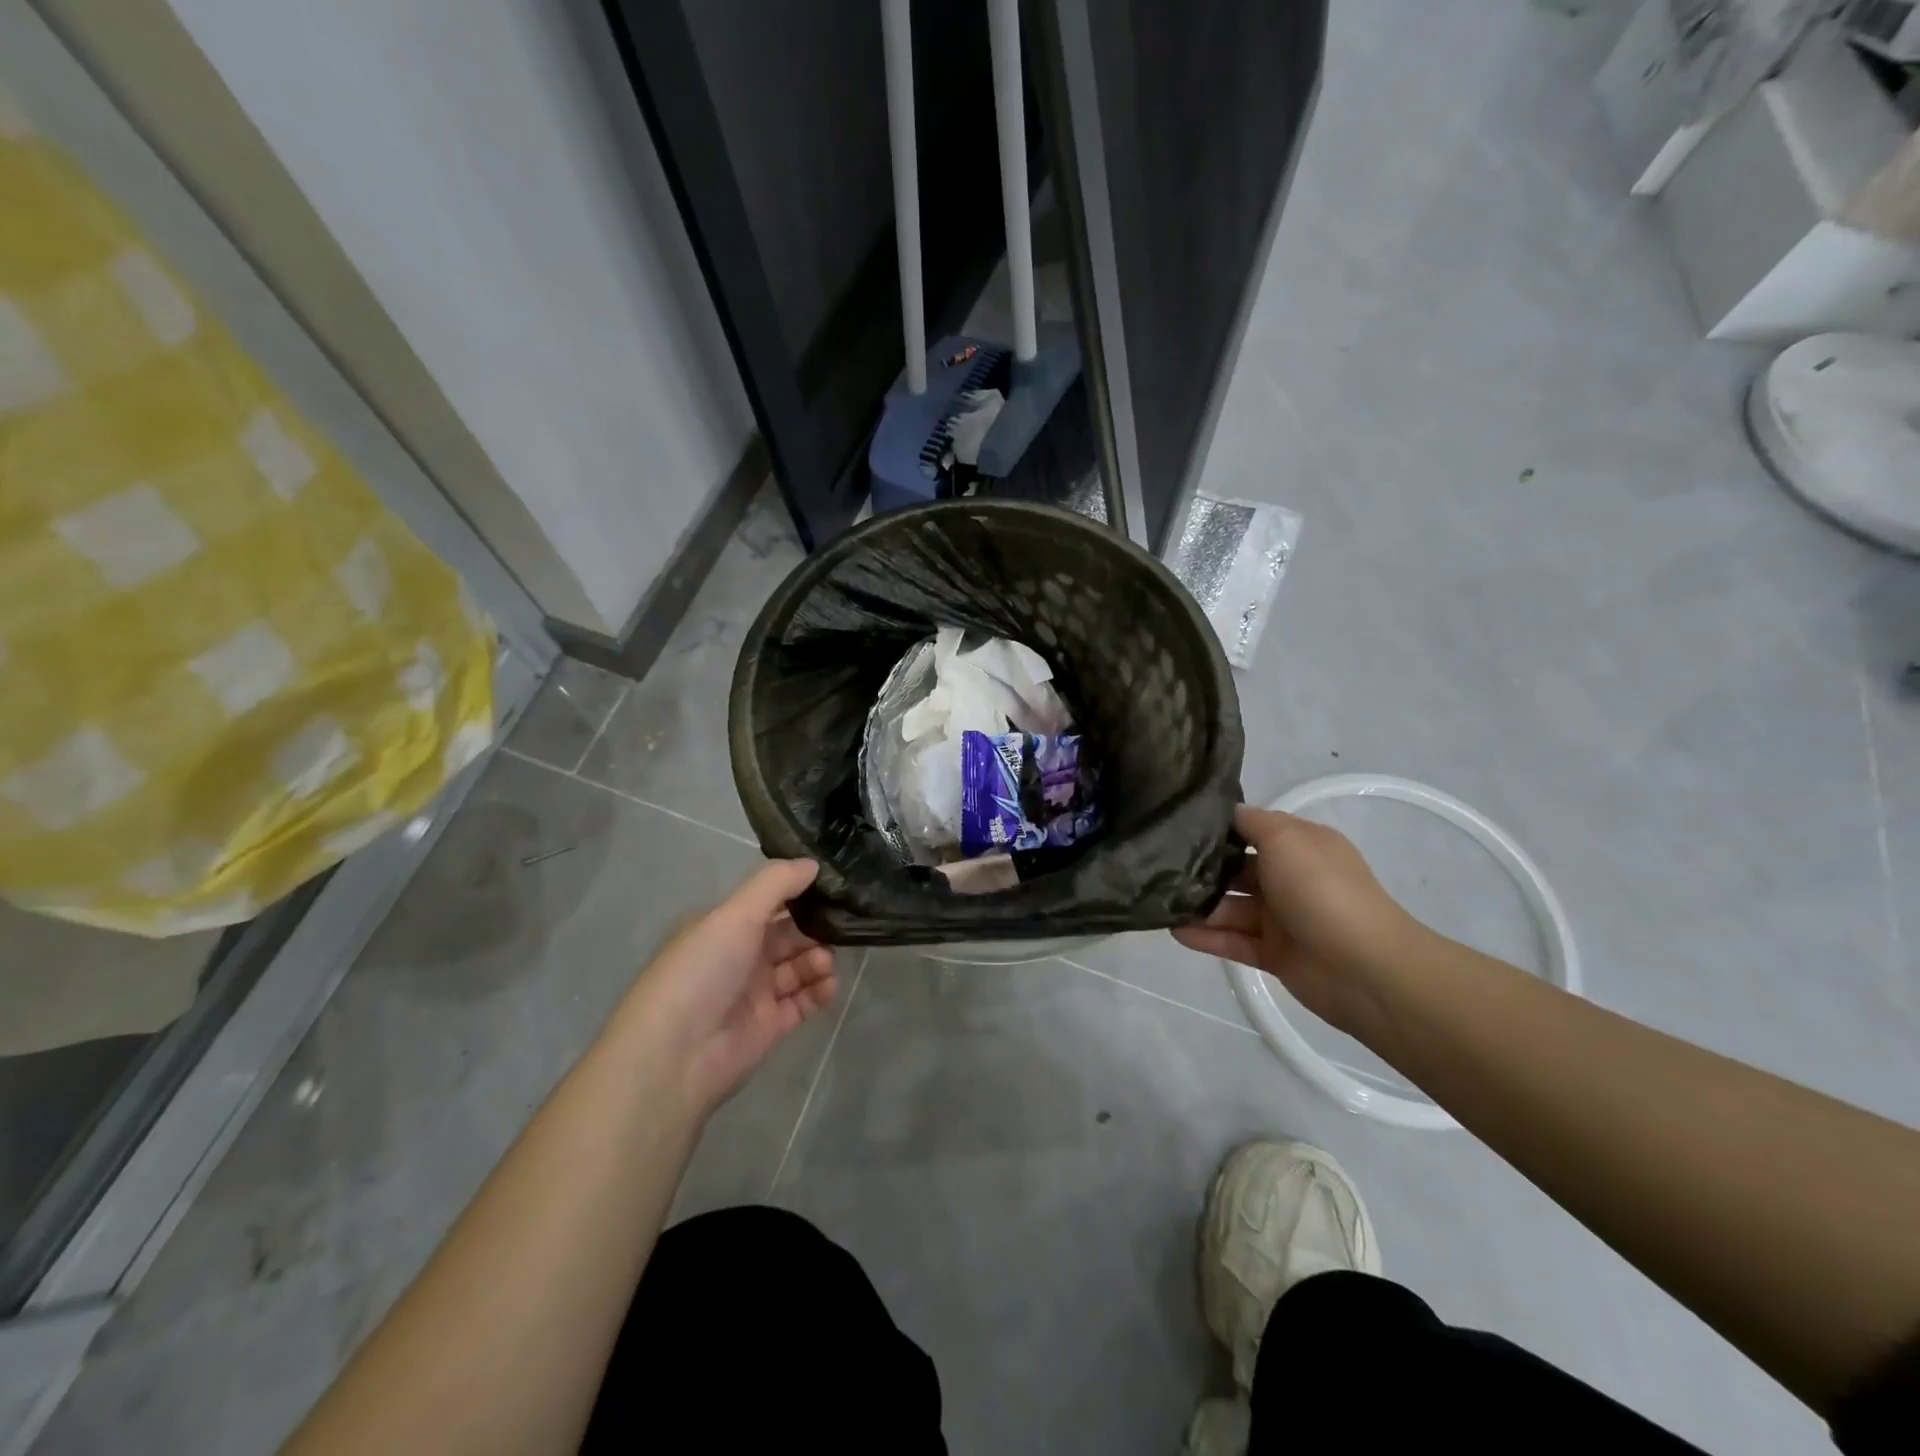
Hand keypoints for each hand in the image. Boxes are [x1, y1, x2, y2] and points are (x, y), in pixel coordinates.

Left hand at [622, 859, 837, 1112]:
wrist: (674, 1057)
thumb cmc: (701, 972)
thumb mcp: (734, 914)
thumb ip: (775, 884)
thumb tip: (813, 864)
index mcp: (722, 926)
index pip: (768, 901)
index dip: (799, 892)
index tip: (833, 884)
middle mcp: (738, 955)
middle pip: (787, 933)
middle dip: (814, 926)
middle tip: (841, 924)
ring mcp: (754, 992)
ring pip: (798, 966)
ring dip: (818, 958)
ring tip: (824, 961)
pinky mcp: (770, 1025)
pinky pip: (803, 1001)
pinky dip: (819, 990)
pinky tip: (829, 984)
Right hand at [1173, 805, 1424, 1034]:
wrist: (1363, 967)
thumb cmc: (1321, 889)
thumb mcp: (1286, 837)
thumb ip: (1251, 822)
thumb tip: (1226, 812)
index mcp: (1299, 846)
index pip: (1250, 830)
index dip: (1217, 827)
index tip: (1175, 824)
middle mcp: (1289, 878)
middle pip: (1235, 869)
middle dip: (1200, 868)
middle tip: (1157, 865)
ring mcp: (1281, 918)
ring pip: (1230, 907)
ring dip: (1198, 905)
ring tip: (1158, 900)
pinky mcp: (1273, 954)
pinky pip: (1232, 941)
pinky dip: (1205, 936)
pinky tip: (1174, 930)